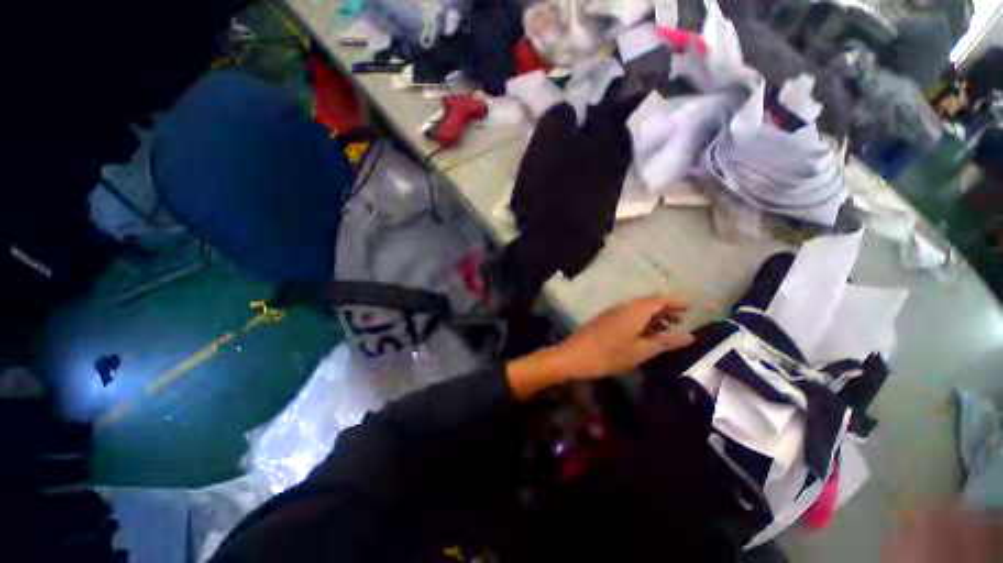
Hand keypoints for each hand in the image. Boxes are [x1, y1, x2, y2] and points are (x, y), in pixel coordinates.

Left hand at [552, 294, 694, 377]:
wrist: (574, 355)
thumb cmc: (609, 355)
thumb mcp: (641, 351)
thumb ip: (665, 342)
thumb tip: (690, 336)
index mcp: (635, 310)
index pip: (661, 299)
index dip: (677, 302)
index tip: (691, 309)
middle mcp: (624, 306)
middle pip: (649, 302)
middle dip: (666, 310)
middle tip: (681, 323)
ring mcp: (612, 311)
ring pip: (638, 308)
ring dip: (653, 316)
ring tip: (665, 331)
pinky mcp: (605, 319)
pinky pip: (628, 314)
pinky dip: (641, 320)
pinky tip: (643, 334)